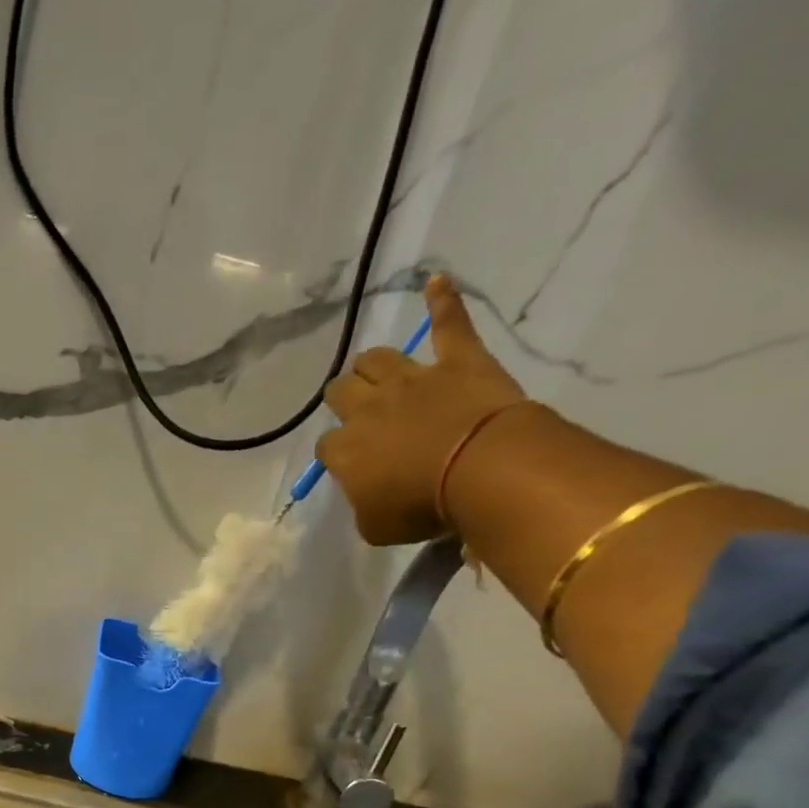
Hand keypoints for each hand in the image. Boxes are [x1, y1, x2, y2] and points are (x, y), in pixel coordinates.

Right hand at [317, 274, 525, 544]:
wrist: (480, 470)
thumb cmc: (422, 507)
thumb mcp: (375, 526)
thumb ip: (362, 504)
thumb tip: (367, 491)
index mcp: (344, 450)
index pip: (327, 444)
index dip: (338, 453)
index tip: (352, 464)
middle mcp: (367, 408)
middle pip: (341, 391)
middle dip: (345, 399)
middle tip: (358, 411)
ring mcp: (412, 378)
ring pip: (376, 358)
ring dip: (373, 365)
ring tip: (377, 372)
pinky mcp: (457, 359)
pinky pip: (449, 321)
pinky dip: (443, 300)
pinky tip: (436, 280)